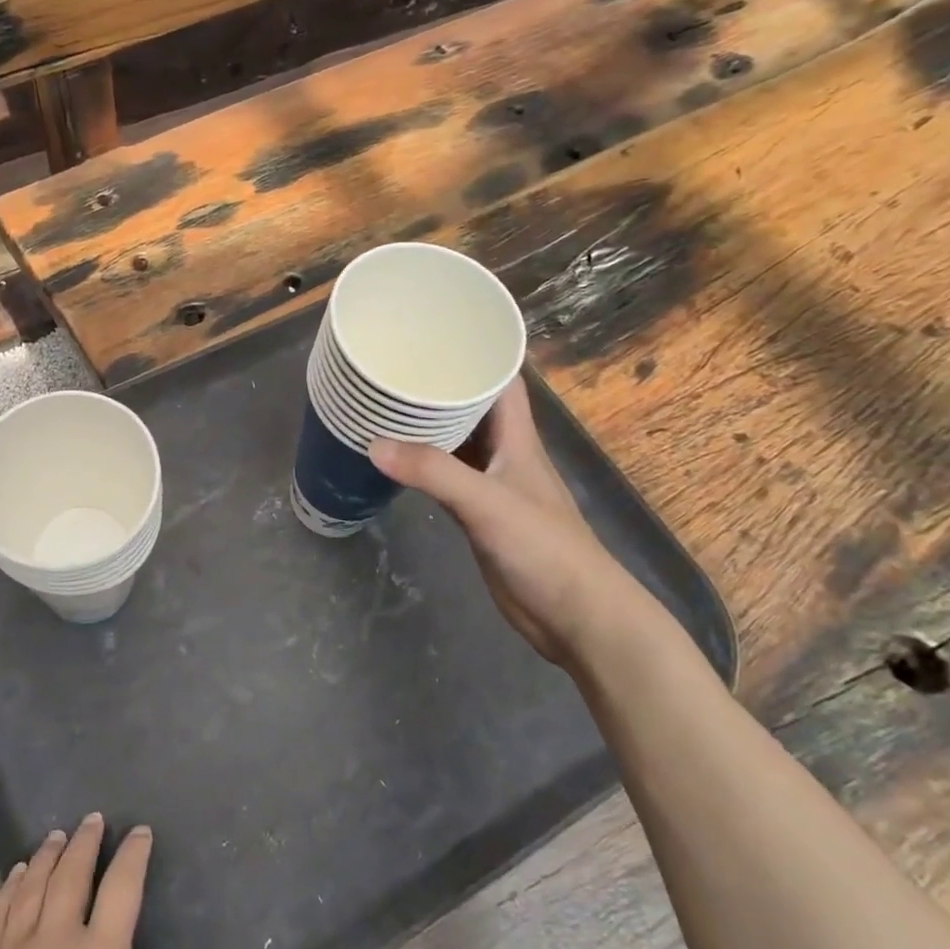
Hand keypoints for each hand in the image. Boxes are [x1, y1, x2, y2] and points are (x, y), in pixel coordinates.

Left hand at [0, 814, 176, 948]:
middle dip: (85, 843)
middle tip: (93, 819)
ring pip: (33, 886)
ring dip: (47, 855)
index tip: (141, 831)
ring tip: (57, 835)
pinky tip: (16, 873)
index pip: (122, 889)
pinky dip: (9, 887)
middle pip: (72, 875)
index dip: (134, 855)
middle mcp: (56, 941)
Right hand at [369, 378, 650, 664]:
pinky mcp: (480, 514)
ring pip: (457, 442)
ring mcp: (493, 485)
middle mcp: (505, 453)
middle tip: (392, 368)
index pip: (500, 380)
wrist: (576, 615)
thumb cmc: (543, 547)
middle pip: (472, 407)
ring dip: (428, 426)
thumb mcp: (486, 502)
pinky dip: (424, 465)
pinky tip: (397, 460)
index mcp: (517, 437)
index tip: (432, 333)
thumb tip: (373, 444)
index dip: (474, 352)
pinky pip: (447, 477)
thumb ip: (433, 472)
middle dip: (438, 386)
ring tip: (384, 405)